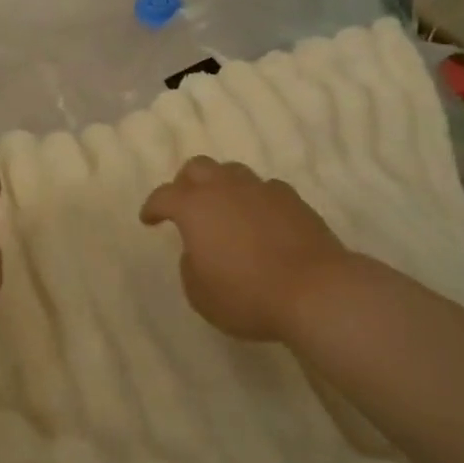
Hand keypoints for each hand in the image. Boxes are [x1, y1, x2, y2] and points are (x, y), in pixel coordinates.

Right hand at [140, 157, 347, 342]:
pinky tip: (259, 219)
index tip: (148, 219)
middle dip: (185, 183)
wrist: (315, 290)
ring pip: (233, 172)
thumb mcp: (200, 293)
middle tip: (184, 204)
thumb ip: (190, 265)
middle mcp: (226, 189)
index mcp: (195, 207)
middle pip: (198, 167)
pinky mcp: (294, 200)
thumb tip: (199, 249)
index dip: (152, 206)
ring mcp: (263, 190)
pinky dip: (254, 199)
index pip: (164, 195)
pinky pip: (265, 189)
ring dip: (221, 186)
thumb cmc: (247, 295)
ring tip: (223, 210)